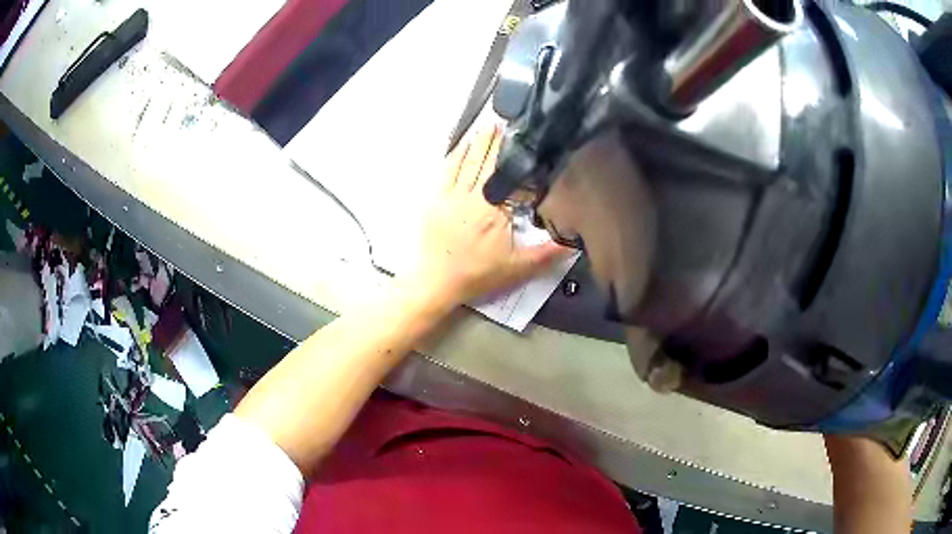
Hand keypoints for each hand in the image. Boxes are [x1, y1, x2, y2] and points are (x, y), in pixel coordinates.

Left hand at [401, 126, 569, 309]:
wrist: (436, 281)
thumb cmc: (477, 274)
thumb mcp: (517, 268)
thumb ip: (547, 254)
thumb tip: (575, 243)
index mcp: (495, 210)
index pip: (513, 180)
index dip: (523, 162)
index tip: (532, 145)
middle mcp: (474, 196)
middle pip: (490, 164)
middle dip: (499, 143)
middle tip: (508, 123)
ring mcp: (453, 195)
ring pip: (469, 162)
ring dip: (480, 143)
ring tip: (489, 126)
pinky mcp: (437, 199)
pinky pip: (448, 171)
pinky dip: (456, 155)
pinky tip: (462, 144)